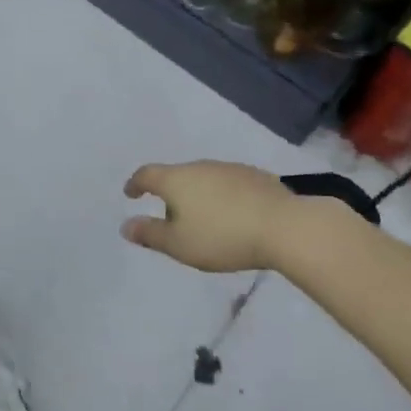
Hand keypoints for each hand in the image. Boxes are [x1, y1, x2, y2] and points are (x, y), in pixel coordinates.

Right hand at [121, 161, 289, 273]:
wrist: (284, 226)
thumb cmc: (222, 236)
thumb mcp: (179, 244)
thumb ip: (150, 234)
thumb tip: (126, 226)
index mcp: (176, 180)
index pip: (147, 174)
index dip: (135, 184)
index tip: (130, 193)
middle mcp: (200, 166)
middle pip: (176, 176)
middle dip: (170, 194)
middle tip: (171, 218)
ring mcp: (229, 168)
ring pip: (203, 178)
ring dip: (197, 195)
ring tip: (203, 219)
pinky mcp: (255, 176)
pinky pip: (227, 184)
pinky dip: (221, 196)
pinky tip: (232, 215)